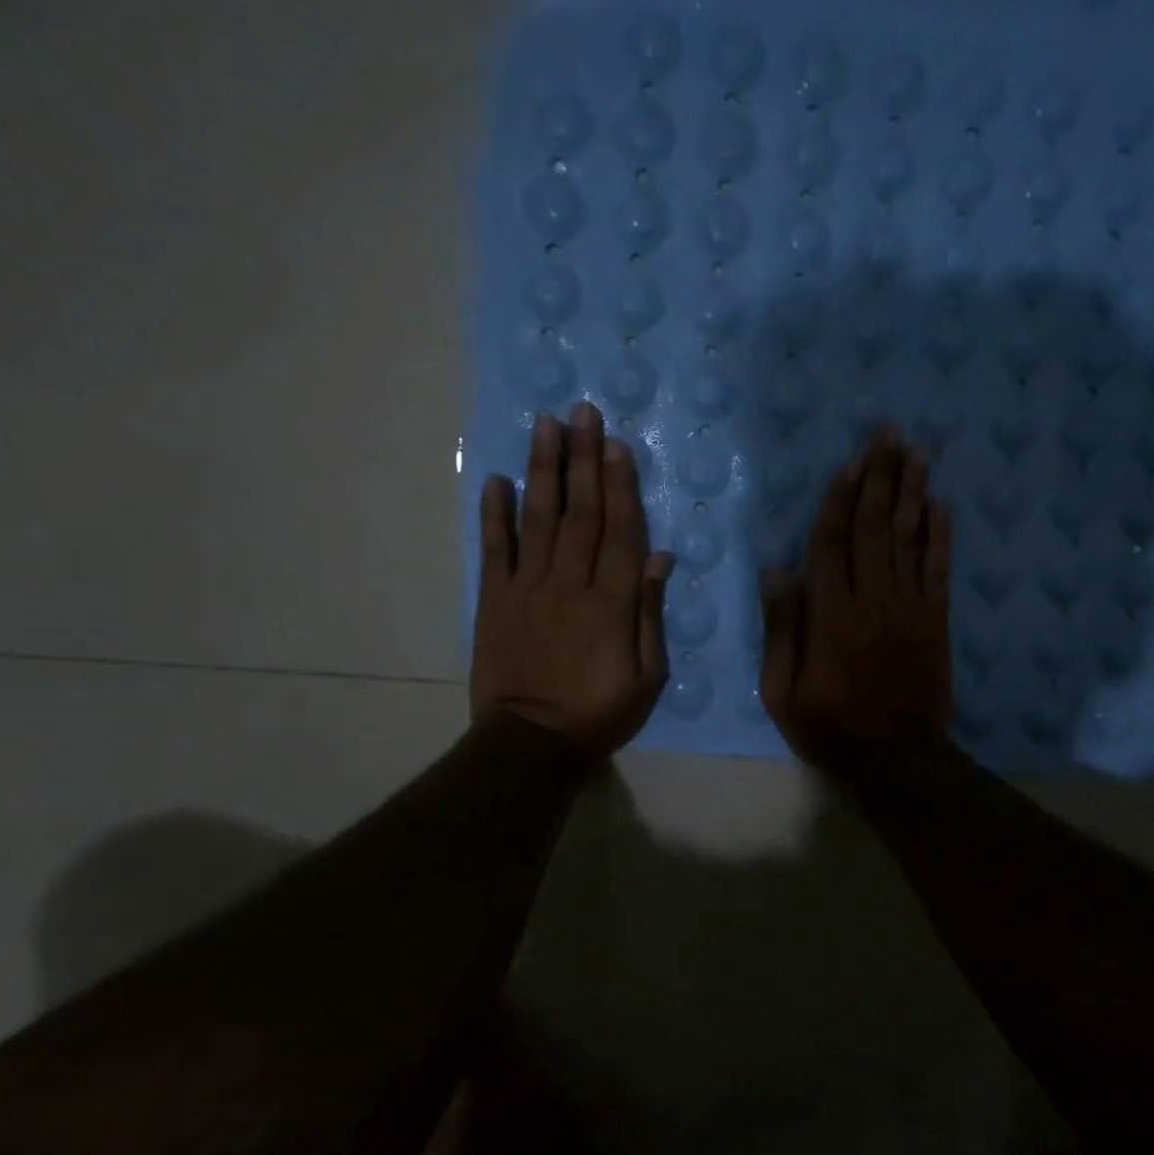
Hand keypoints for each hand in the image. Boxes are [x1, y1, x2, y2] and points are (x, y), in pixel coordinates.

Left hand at [472, 403, 674, 758]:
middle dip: (583, 459)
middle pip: (580, 512)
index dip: (620, 485)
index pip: (620, 531)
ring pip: (539, 519)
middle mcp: (570, 583)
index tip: (616, 444)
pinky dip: (495, 514)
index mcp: (612, 603)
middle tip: (582, 412)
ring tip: (545, 425)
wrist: (531, 743)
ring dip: (543, 470)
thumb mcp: (646, 675)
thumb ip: (649, 613)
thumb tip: (658, 559)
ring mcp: (528, 589)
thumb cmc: (599, 712)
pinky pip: (495, 550)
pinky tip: (497, 479)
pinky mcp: (495, 601)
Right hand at [759, 430, 952, 772]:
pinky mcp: (936, 621)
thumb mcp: (782, 690)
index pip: (832, 542)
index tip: (851, 459)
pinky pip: (938, 570)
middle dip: (881, 476)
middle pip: (875, 527)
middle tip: (890, 433)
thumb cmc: (831, 727)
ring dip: (912, 492)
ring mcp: (909, 608)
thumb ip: (781, 629)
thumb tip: (775, 570)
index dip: (841, 498)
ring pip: (909, 539)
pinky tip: (941, 505)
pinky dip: (940, 535)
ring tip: (917, 452)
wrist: (897, 760)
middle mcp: (872, 599)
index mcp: (831, 614)